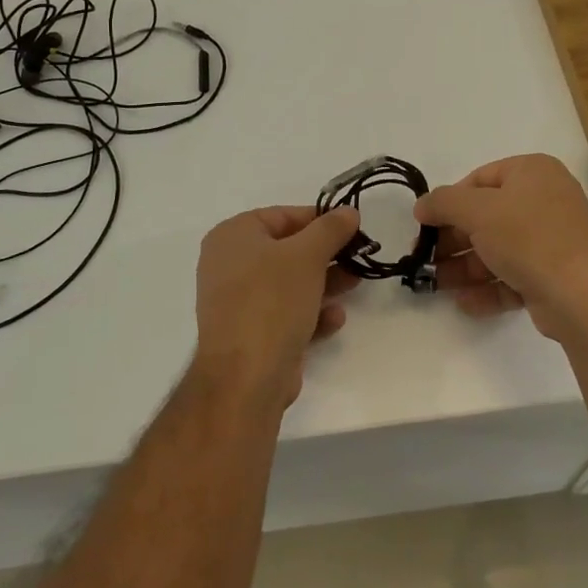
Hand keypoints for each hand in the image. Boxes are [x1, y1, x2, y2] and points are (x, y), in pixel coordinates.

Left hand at [194, 205, 361, 404]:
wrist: (246, 376)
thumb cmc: (272, 300)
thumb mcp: (307, 255)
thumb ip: (330, 229)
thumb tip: (348, 211)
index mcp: (232, 236)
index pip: (282, 216)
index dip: (319, 220)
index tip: (351, 228)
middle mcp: (229, 264)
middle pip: (287, 250)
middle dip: (326, 255)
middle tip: (358, 257)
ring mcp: (238, 301)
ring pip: (289, 284)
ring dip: (324, 284)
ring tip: (355, 284)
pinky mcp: (251, 333)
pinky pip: (285, 314)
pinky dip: (310, 313)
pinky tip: (334, 319)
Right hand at [414, 154, 587, 342]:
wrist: (585, 296)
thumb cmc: (529, 237)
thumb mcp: (477, 210)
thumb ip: (443, 202)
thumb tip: (422, 205)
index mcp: (532, 172)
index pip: (479, 179)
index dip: (449, 201)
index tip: (425, 225)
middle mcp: (544, 201)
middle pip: (485, 217)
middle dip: (453, 240)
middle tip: (425, 259)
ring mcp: (550, 241)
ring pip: (497, 250)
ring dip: (464, 268)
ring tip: (436, 285)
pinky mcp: (552, 276)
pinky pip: (512, 277)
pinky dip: (487, 289)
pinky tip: (465, 303)